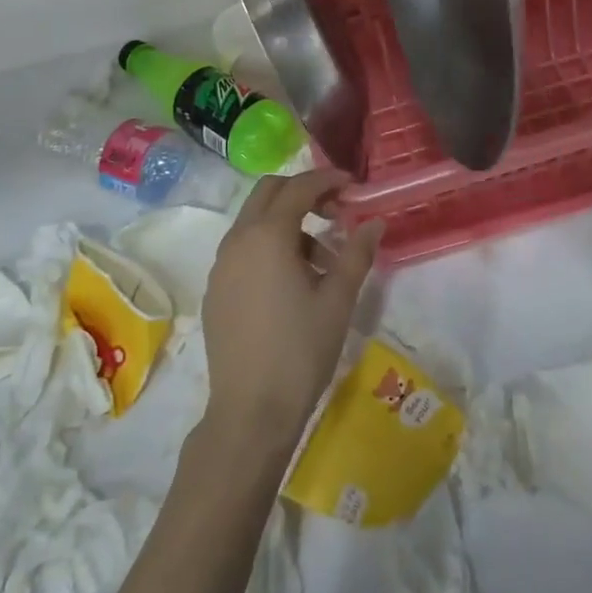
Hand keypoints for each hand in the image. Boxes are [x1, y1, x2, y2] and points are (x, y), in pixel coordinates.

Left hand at [199, 173, 382, 453]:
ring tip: (322, 260)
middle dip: (303, 193)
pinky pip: (243, 249)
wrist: (250, 412)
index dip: (328, 180)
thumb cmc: (300, 350)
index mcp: (267, 235)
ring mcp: (221, 265)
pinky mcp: (215, 290)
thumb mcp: (338, 299)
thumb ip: (357, 252)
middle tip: (336, 212)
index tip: (354, 186)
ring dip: (287, 222)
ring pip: (254, 221)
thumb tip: (375, 222)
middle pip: (269, 192)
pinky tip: (292, 282)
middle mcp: (238, 240)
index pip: (299, 187)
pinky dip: (268, 246)